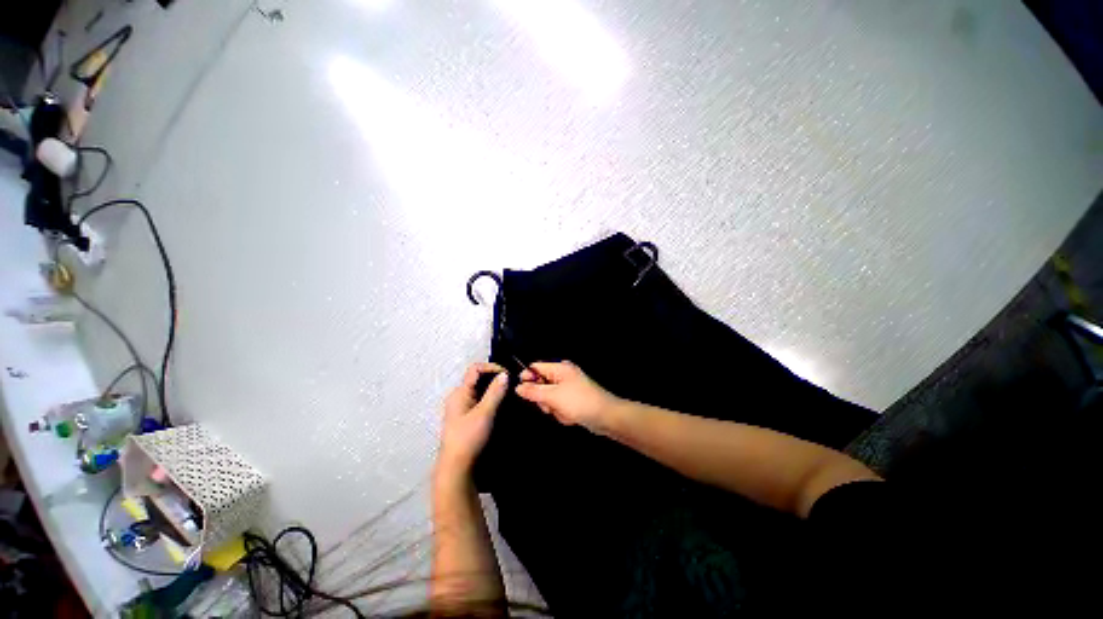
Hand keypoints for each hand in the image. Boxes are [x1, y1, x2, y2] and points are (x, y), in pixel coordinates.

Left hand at [438, 362, 508, 475]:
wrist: (457, 467)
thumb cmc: (469, 438)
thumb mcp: (484, 413)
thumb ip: (495, 392)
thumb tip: (505, 374)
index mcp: (459, 392)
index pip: (475, 369)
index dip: (492, 368)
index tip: (509, 375)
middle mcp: (459, 395)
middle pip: (478, 377)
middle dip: (495, 377)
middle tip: (512, 383)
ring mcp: (462, 406)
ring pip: (480, 389)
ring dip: (494, 388)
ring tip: (510, 392)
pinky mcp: (467, 415)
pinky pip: (481, 399)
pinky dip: (491, 397)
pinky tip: (502, 402)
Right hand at [515, 361, 620, 433]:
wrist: (606, 416)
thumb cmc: (579, 402)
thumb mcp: (553, 396)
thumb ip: (533, 391)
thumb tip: (518, 387)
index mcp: (559, 368)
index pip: (536, 367)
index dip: (527, 378)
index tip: (522, 392)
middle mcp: (564, 374)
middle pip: (541, 384)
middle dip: (543, 398)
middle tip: (549, 406)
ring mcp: (569, 387)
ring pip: (549, 397)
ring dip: (553, 408)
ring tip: (563, 412)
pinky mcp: (573, 399)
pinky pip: (559, 404)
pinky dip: (561, 412)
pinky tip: (570, 417)